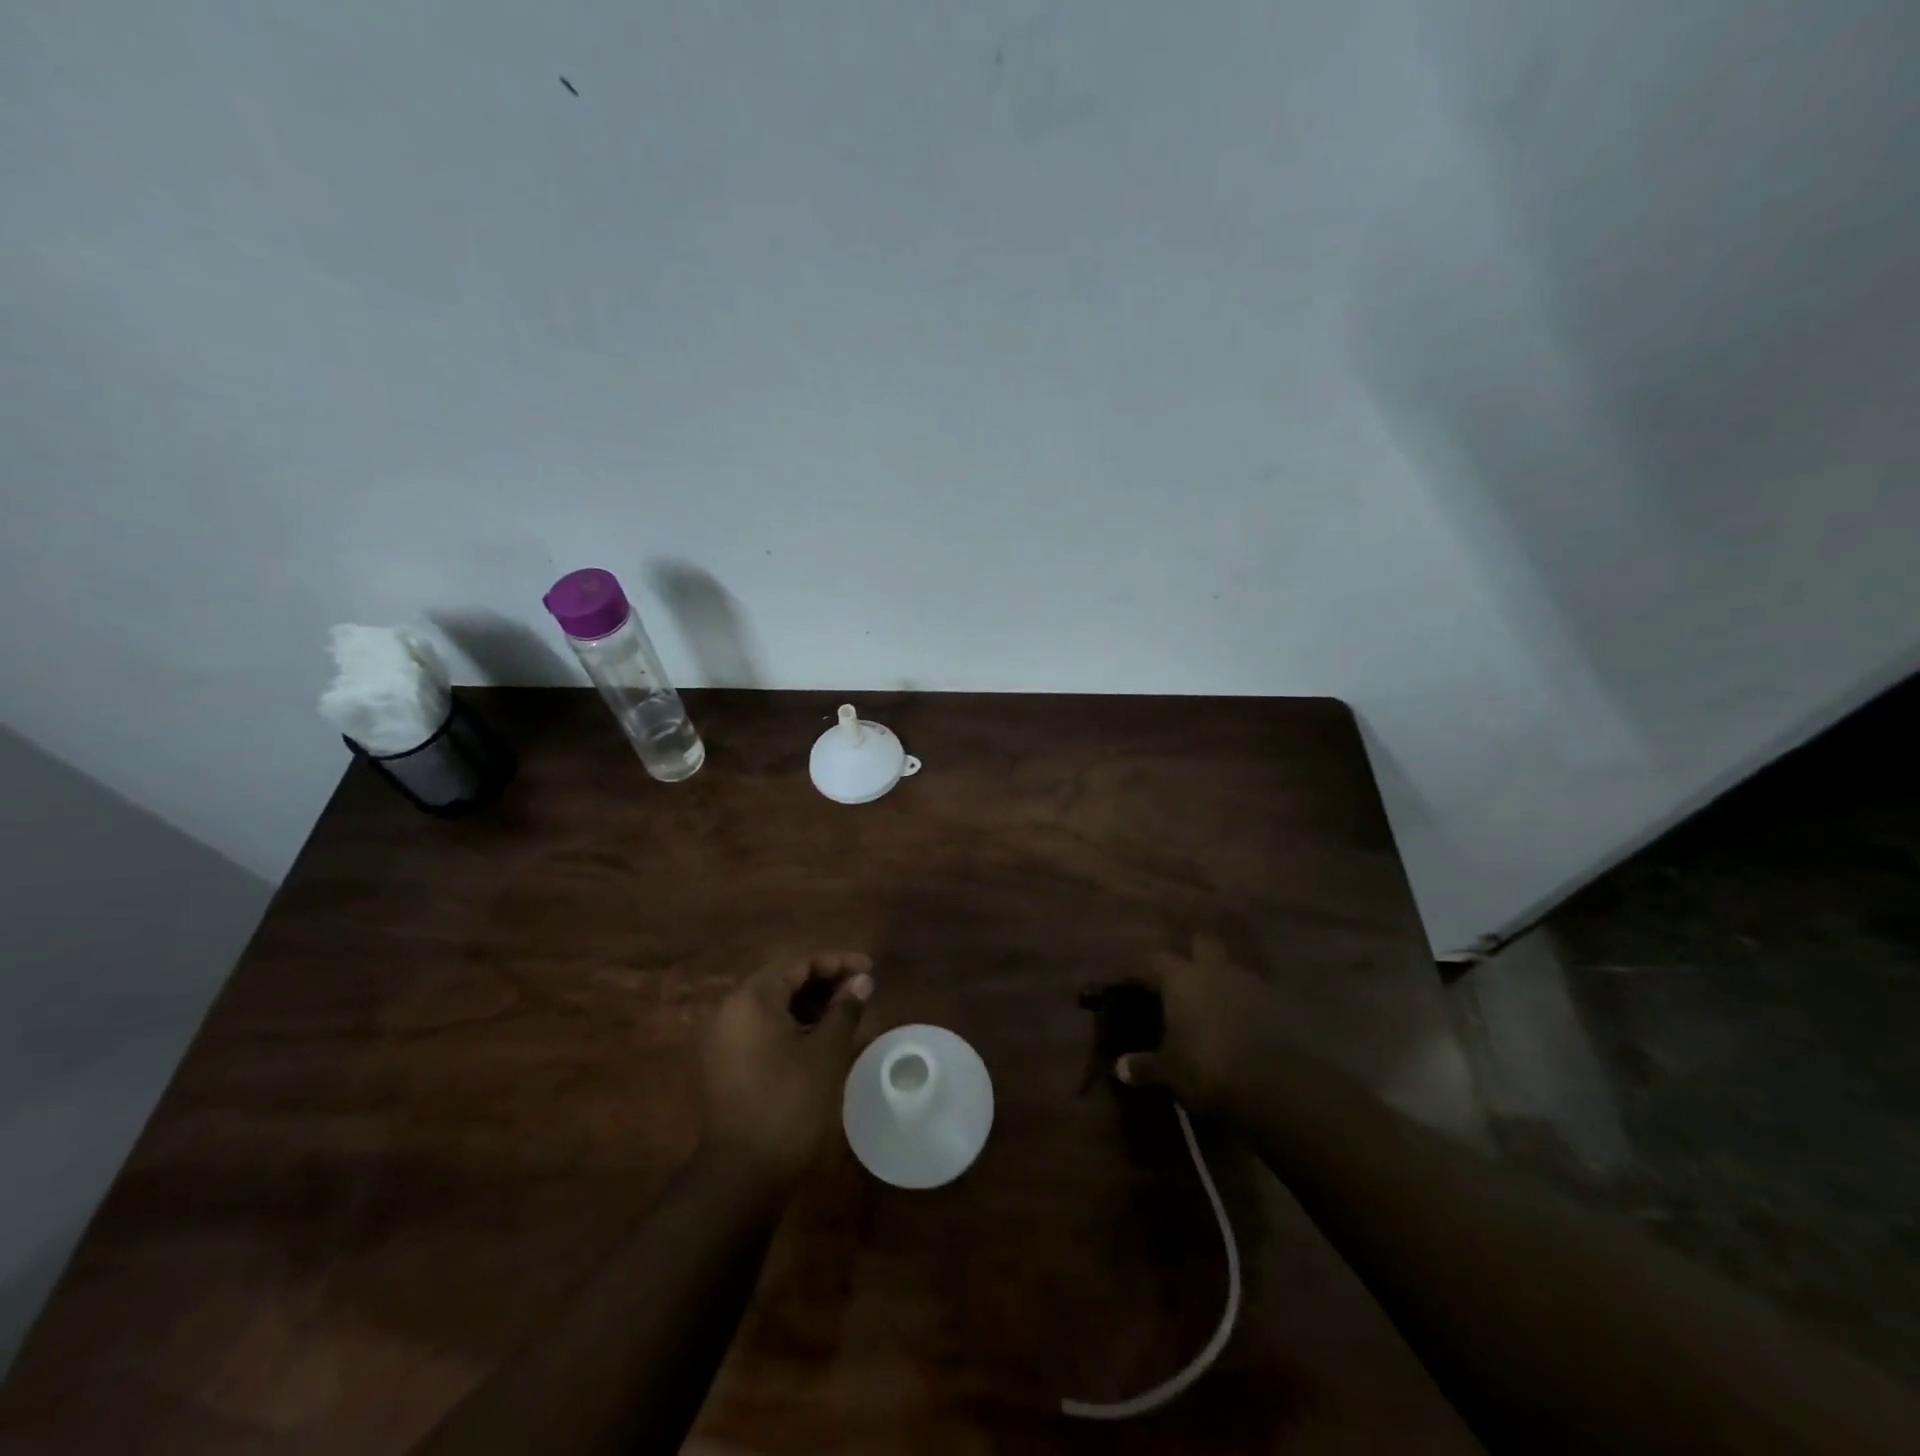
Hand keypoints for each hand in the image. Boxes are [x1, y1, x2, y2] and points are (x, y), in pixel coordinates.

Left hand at [699, 952, 873, 1186]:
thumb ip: (845, 1009)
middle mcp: (730, 1009)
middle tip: (858, 990)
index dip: (838, 962)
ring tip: (843, 1014)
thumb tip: (862, 981)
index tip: (870, 970)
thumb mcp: (826, 1052)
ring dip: (808, 1003)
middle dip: (823, 981)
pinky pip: (760, 1027)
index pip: (799, 963)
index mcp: (752, 998)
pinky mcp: (723, 1062)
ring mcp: (722, 1038)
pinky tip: (817, 1038)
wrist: (743, 1173)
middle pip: (782, 979)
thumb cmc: (790, 1103)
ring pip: (771, 1004)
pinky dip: (790, 1024)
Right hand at [1112, 935, 1282, 1116]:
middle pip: (1204, 942)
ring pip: (1234, 967)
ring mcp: (1250, 982)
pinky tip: (1246, 1021)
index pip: (1159, 960)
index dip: (1152, 968)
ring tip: (1218, 1000)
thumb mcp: (1169, 1071)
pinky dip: (1251, 1002)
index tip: (1145, 980)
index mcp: (1181, 979)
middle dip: (1196, 951)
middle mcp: (1214, 970)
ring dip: (1226, 978)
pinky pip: (1258, 993)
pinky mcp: (1280, 1002)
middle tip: (1187, 971)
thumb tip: (1121, 1068)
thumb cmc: (1205, 1067)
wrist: (1272, 1082)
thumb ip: (1146, 1066)